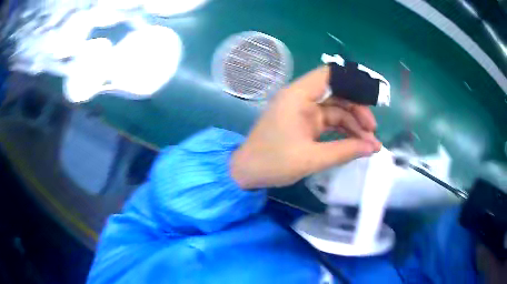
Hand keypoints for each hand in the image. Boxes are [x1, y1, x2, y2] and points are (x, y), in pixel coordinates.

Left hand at [231, 66, 381, 188]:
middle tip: (372, 132)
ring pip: (336, 109)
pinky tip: (356, 144)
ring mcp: (303, 110)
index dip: (353, 83)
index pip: (330, 75)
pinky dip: (343, 131)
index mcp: (298, 96)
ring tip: (370, 144)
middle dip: (357, 111)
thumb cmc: (273, 163)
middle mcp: (301, 98)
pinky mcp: (304, 123)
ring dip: (353, 124)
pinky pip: (329, 121)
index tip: (371, 101)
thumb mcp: (311, 158)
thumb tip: (373, 147)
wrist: (246, 173)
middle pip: (337, 94)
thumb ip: (345, 151)